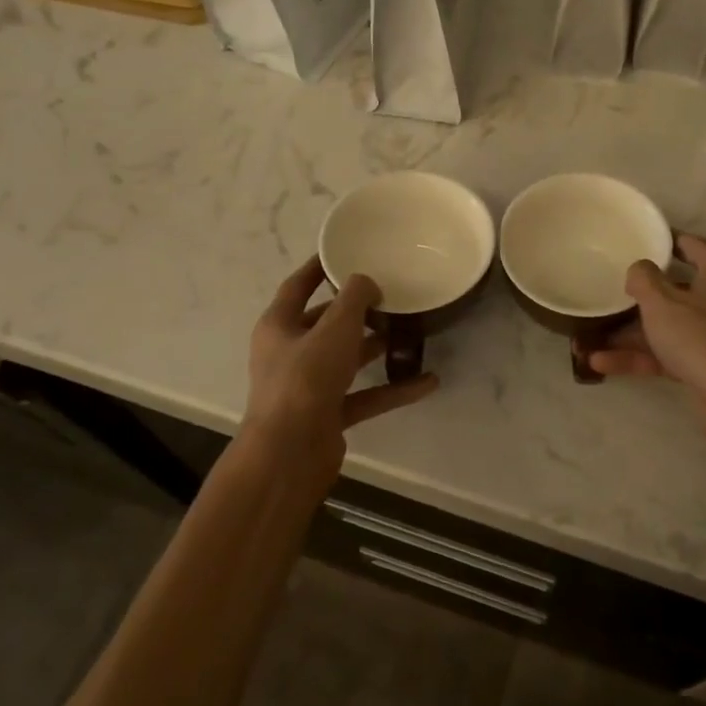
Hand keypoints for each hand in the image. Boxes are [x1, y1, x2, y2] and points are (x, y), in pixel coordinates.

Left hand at [242, 258, 438, 478]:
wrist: (289, 454)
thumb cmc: (305, 379)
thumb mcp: (335, 328)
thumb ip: (355, 298)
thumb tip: (366, 282)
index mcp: (279, 326)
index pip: (297, 286)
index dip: (318, 268)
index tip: (343, 251)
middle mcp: (289, 353)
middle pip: (324, 323)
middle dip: (355, 310)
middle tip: (389, 294)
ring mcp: (308, 387)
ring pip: (346, 359)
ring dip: (375, 347)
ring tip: (410, 331)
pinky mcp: (327, 415)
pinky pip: (364, 395)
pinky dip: (392, 388)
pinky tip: (427, 382)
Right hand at [589, 235, 705, 465]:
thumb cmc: (700, 336)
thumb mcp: (661, 300)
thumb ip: (643, 278)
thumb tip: (639, 269)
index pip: (687, 243)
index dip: (658, 241)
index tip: (630, 243)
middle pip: (674, 288)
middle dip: (637, 295)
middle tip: (606, 289)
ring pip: (667, 324)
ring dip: (629, 333)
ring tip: (588, 337)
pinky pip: (668, 353)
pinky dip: (640, 357)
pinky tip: (601, 362)